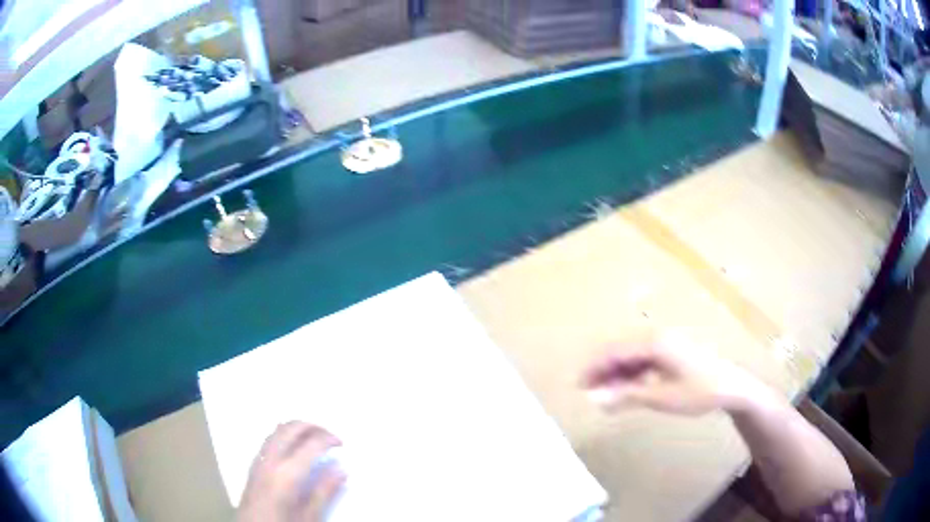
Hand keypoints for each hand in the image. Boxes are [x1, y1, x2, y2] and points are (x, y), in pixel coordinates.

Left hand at [237, 422, 345, 521]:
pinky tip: (292, 446)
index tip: (341, 443)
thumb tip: (340, 470)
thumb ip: (324, 493)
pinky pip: (268, 440)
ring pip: (277, 430)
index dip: (328, 438)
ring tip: (313, 436)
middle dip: (312, 426)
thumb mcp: (309, 517)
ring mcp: (258, 461)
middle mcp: (270, 461)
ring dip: (296, 428)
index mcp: (287, 474)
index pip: (311, 444)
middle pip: (290, 429)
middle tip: (329, 434)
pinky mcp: (253, 466)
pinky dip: (283, 434)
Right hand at [581, 334, 766, 415]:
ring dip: (617, 375)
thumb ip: (625, 396)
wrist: (732, 386)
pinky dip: (632, 375)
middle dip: (603, 371)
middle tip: (590, 393)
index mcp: (654, 342)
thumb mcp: (660, 396)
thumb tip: (594, 398)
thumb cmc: (698, 390)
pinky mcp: (672, 353)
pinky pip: (644, 361)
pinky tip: (629, 390)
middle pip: (621, 351)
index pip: (614, 351)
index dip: (594, 367)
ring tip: (607, 396)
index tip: (579, 386)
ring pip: (632, 356)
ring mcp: (666, 344)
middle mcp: (657, 337)